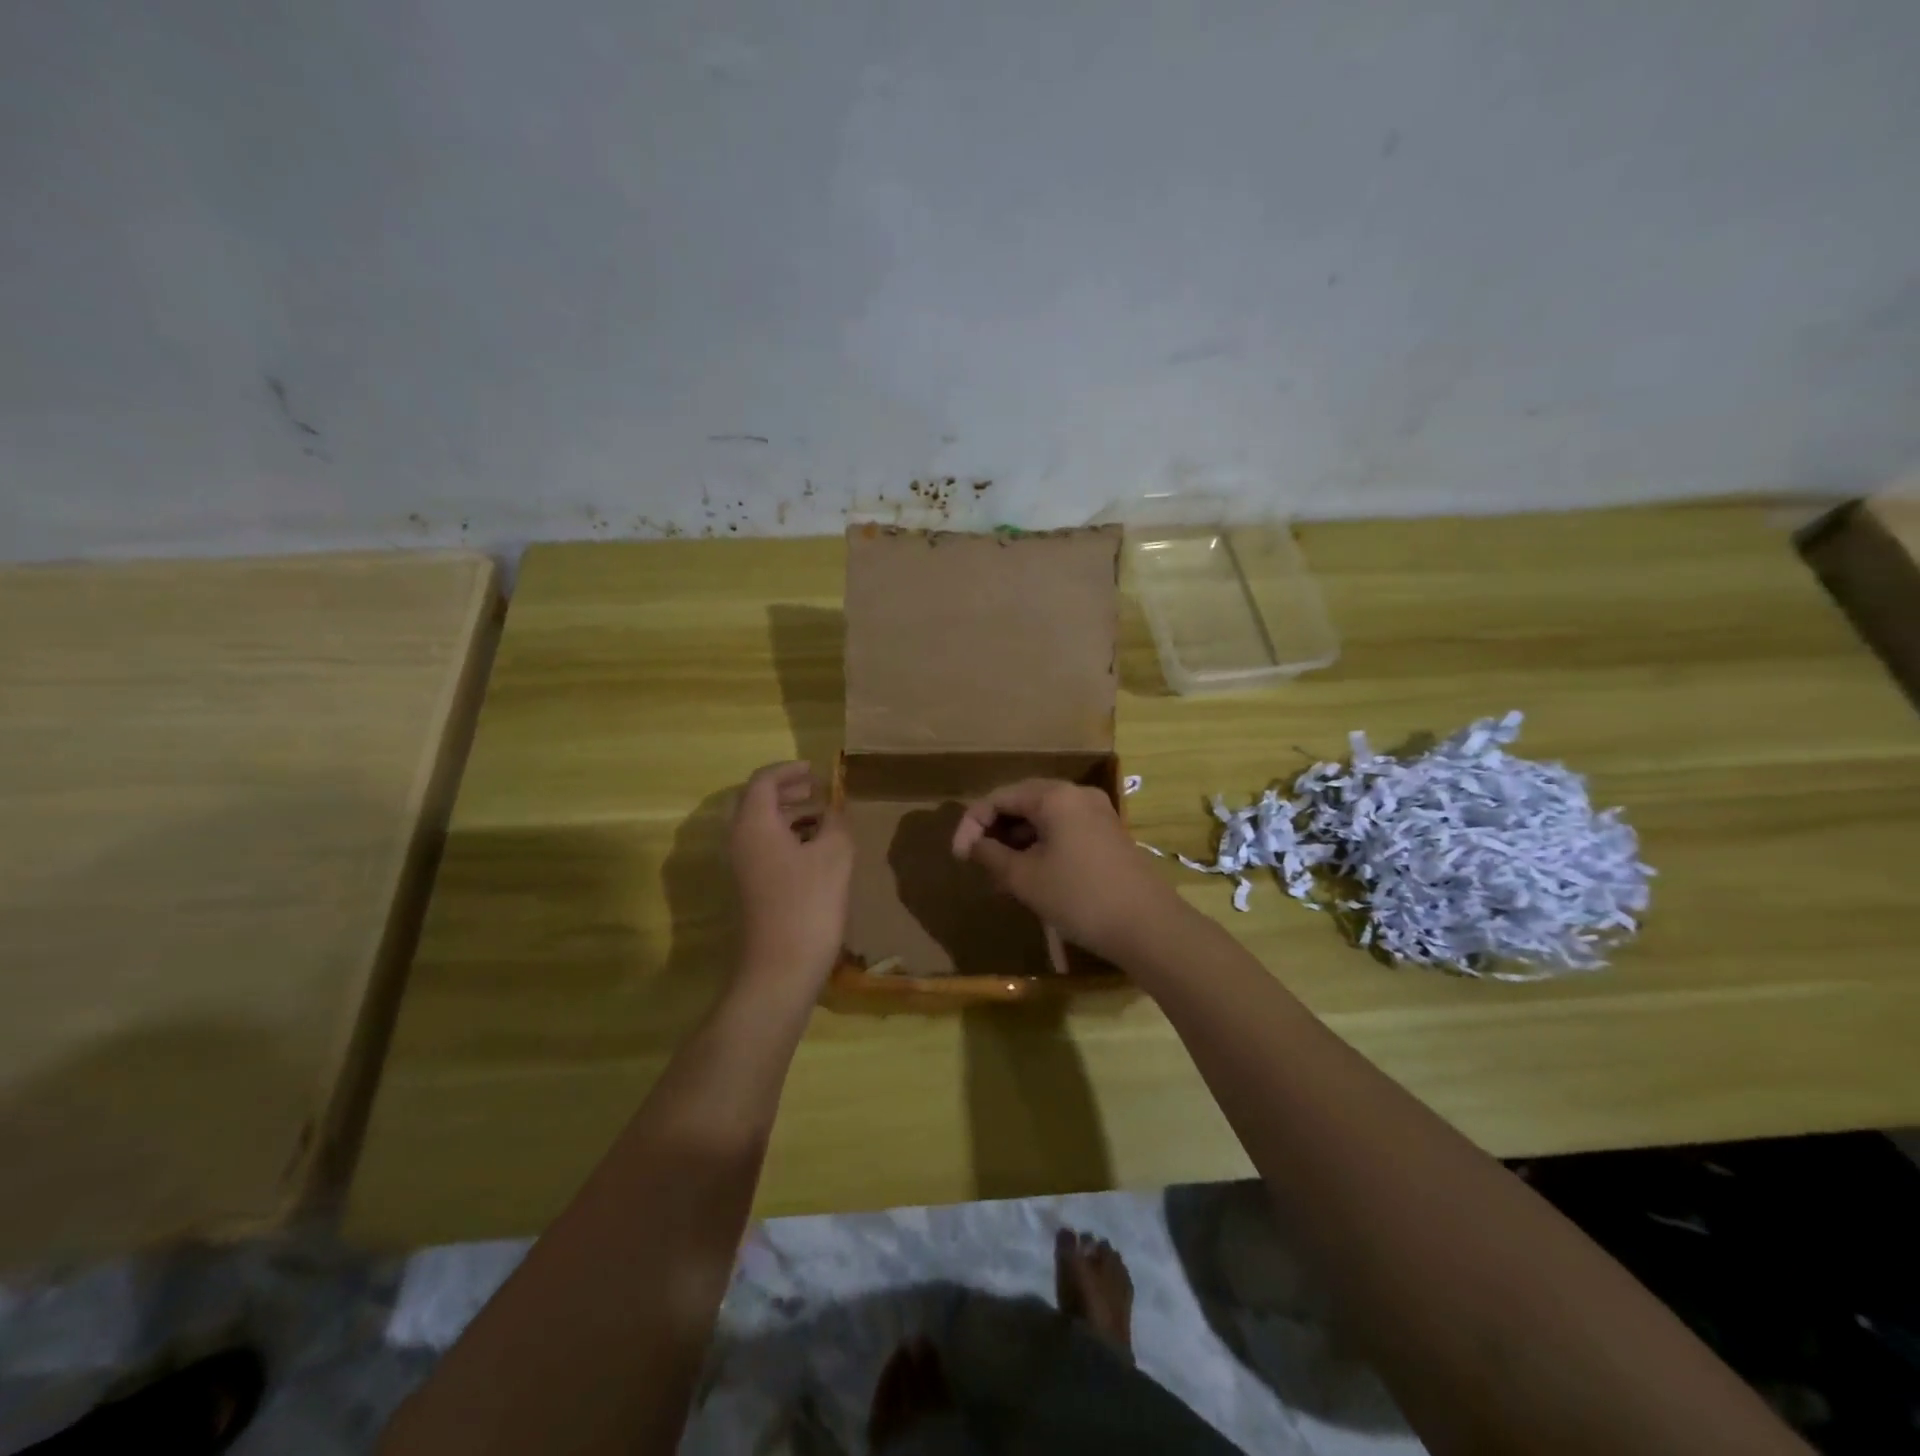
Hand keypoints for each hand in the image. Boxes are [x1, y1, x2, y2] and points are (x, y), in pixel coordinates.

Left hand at [729, 761, 852, 991]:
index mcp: (754, 824)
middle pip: (755, 801)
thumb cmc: (808, 904)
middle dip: (785, 790)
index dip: (789, 770)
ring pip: (759, 826)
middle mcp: (739, 840)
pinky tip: (814, 849)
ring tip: (820, 816)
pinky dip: (786, 836)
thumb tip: (834, 809)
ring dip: (787, 814)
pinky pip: (763, 847)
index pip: (763, 781)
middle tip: (816, 789)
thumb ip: (835, 822)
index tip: (816, 770)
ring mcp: (742, 867)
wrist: (781, 968)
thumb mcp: (834, 854)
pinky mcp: (750, 888)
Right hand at [950, 779, 1181, 961]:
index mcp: (1054, 796)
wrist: (1148, 927)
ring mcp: (1097, 813)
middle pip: (1022, 802)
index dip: (971, 825)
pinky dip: (1041, 847)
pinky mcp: (1108, 835)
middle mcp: (1077, 794)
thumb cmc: (1079, 897)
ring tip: (1000, 875)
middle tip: (977, 863)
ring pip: (1043, 818)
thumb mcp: (1025, 878)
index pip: (999, 798)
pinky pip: (1063, 830)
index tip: (958, 858)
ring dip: (1017, 842)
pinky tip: (1032, 876)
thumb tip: (972, 845)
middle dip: (995, 832)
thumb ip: (991, 855)